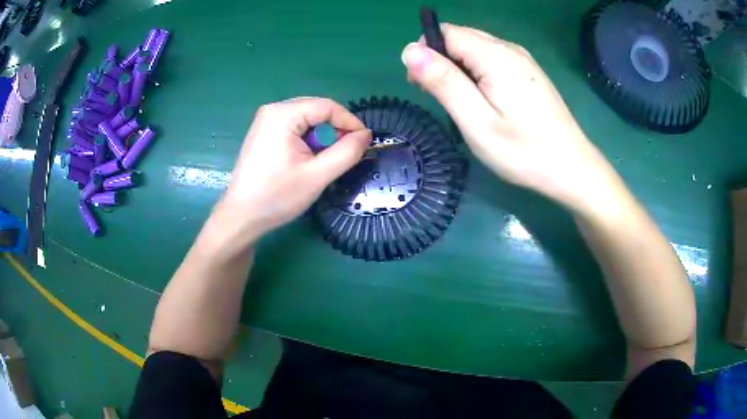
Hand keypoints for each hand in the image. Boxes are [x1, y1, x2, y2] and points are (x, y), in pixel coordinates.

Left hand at [217, 97, 371, 243]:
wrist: (241, 217)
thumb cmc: (277, 197)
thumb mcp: (318, 176)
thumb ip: (347, 152)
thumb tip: (366, 135)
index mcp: (283, 115)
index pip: (327, 106)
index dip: (350, 122)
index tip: (365, 142)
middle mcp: (272, 110)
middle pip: (316, 110)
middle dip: (335, 130)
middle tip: (346, 154)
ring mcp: (265, 121)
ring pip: (306, 119)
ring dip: (321, 137)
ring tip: (325, 161)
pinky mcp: (263, 133)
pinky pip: (294, 127)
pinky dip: (307, 140)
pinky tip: (307, 160)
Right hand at [401, 24, 621, 213]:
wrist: (572, 168)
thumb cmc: (523, 151)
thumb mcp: (476, 120)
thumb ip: (443, 81)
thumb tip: (409, 50)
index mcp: (494, 55)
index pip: (446, 33)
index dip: (427, 54)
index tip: (425, 87)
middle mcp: (509, 48)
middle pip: (461, 37)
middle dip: (441, 61)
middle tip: (444, 100)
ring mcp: (523, 59)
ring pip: (476, 49)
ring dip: (460, 68)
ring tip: (464, 105)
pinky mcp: (530, 72)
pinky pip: (493, 60)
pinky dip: (479, 73)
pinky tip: (487, 101)